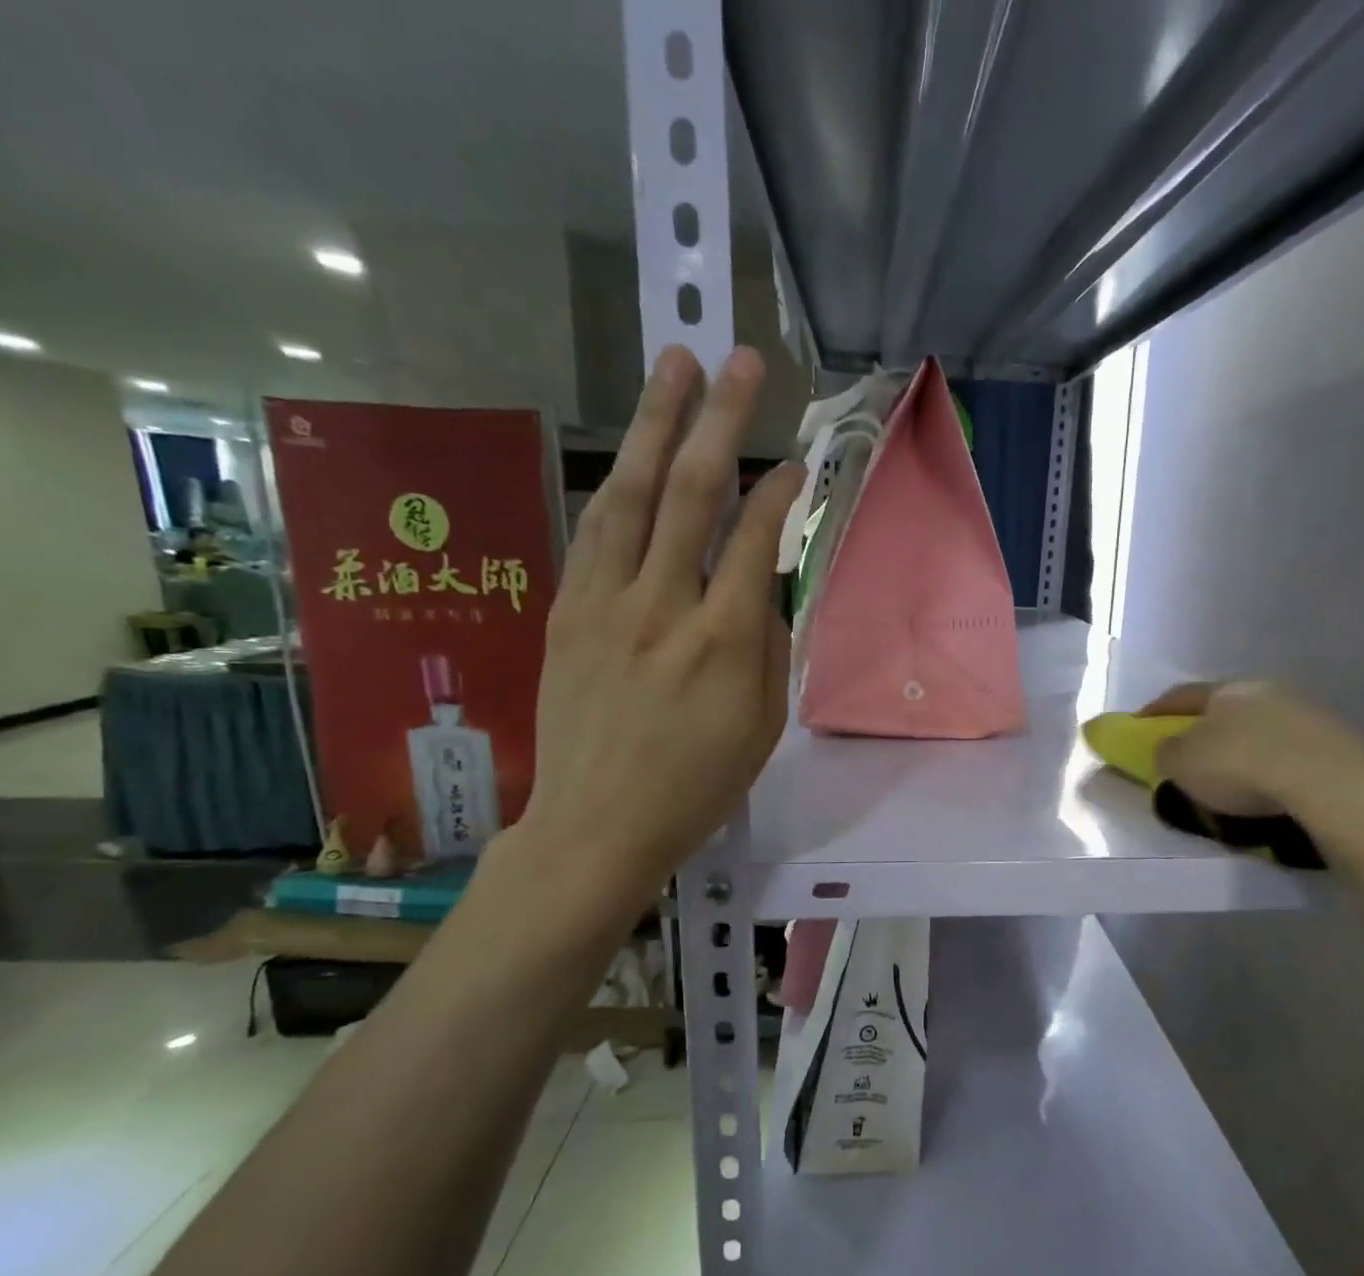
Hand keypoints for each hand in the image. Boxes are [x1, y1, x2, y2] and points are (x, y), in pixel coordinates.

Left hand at [514, 345, 804, 925]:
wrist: (596, 825)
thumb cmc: (695, 786)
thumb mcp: (761, 728)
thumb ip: (769, 649)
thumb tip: (764, 590)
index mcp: (724, 641)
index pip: (756, 539)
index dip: (780, 491)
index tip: (796, 464)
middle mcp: (664, 605)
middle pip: (691, 492)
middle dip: (719, 418)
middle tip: (740, 361)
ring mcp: (606, 602)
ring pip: (632, 494)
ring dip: (655, 424)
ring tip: (675, 367)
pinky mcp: (567, 611)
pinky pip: (594, 531)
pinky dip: (617, 484)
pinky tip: (632, 455)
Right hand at [1140, 679, 1363, 858]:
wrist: (1328, 782)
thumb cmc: (1241, 766)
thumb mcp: (1182, 764)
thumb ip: (1166, 752)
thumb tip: (1169, 749)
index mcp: (1225, 689)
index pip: (1181, 696)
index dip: (1156, 711)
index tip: (1139, 725)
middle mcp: (1265, 689)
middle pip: (1225, 707)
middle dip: (1206, 728)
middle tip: (1192, 752)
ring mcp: (1306, 711)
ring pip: (1262, 726)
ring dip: (1245, 746)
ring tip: (1236, 777)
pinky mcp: (1337, 739)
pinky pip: (1292, 749)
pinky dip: (1276, 764)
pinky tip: (1273, 786)